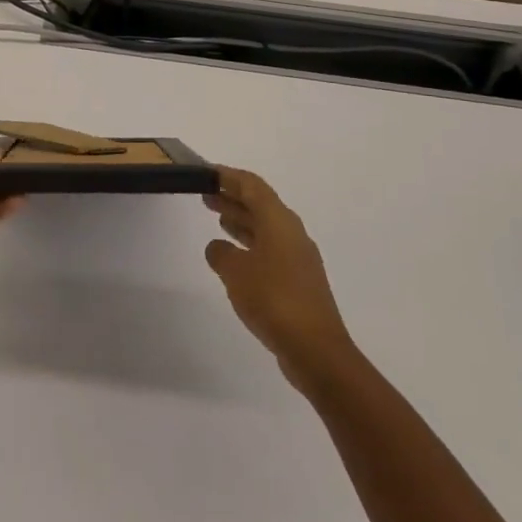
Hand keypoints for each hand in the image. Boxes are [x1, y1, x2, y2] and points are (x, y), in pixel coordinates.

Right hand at [205, 167, 355, 390]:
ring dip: (241, 221)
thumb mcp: (236, 272)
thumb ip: (221, 254)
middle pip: (260, 205)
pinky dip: (250, 245)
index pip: (252, 186)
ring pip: (265, 228)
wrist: (315, 349)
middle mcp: (291, 233)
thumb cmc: (273, 299)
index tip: (206, 172)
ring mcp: (297, 258)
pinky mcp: (298, 281)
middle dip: (233, 198)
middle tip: (206, 194)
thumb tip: (218, 248)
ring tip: (217, 218)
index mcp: (279, 221)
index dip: (229, 176)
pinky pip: (269, 250)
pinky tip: (234, 257)